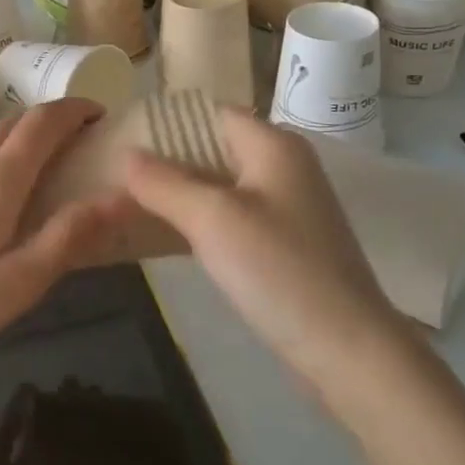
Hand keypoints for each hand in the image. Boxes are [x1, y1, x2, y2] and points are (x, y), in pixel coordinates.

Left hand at [0, 100, 131, 364]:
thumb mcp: (17, 283)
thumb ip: (68, 236)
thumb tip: (120, 196)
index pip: (44, 122)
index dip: (76, 109)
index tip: (100, 114)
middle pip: (15, 121)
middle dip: (52, 121)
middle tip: (78, 143)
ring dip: (19, 135)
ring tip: (38, 164)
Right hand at [122, 108, 413, 413]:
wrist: (348, 352)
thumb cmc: (279, 270)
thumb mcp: (212, 219)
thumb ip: (164, 183)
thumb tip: (125, 154)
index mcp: (274, 145)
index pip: (211, 113)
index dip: (166, 123)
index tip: (121, 139)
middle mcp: (282, 167)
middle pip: (213, 149)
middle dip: (165, 161)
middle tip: (115, 175)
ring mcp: (285, 208)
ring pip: (218, 187)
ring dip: (177, 194)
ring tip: (127, 205)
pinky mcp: (282, 245)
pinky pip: (229, 218)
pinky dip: (196, 221)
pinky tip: (162, 237)